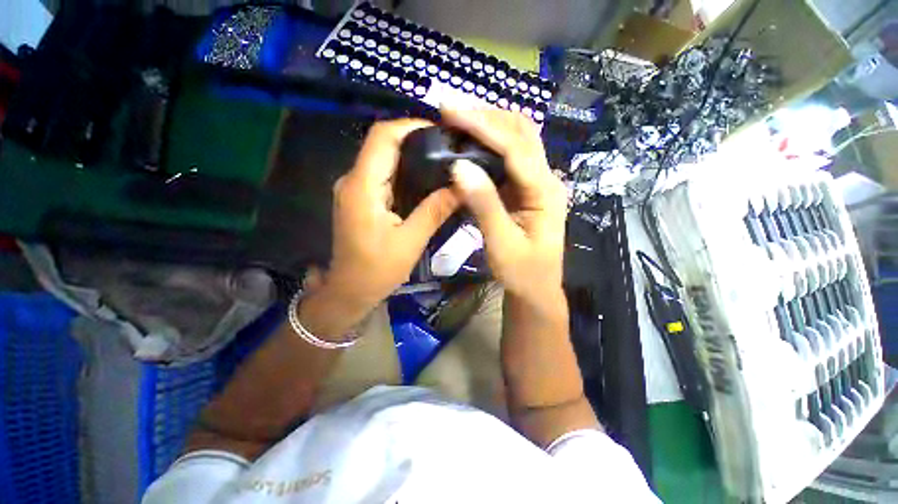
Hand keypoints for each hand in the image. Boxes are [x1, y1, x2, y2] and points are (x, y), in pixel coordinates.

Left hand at [308, 119, 459, 329]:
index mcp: (363, 187)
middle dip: (414, 138)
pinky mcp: (359, 198)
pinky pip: (381, 174)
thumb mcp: (410, 241)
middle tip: (447, 146)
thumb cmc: (377, 270)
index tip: (441, 131)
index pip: (383, 137)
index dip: (410, 126)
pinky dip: (402, 170)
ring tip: (441, 158)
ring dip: (409, 154)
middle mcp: (353, 180)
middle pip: (382, 143)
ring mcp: (354, 188)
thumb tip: (461, 186)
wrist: (350, 290)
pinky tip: (424, 178)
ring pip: (382, 158)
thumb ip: (434, 211)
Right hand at [442, 107, 567, 302]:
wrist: (536, 289)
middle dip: (487, 116)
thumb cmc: (522, 273)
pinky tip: (471, 142)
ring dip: (489, 124)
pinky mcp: (526, 189)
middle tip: (451, 109)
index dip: (482, 125)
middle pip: (522, 132)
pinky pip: (510, 157)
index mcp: (545, 191)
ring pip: (518, 139)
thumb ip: (484, 204)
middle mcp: (546, 178)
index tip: (449, 110)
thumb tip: (458, 166)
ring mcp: (538, 182)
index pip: (514, 146)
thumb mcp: (501, 243)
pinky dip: (490, 143)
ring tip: (458, 118)